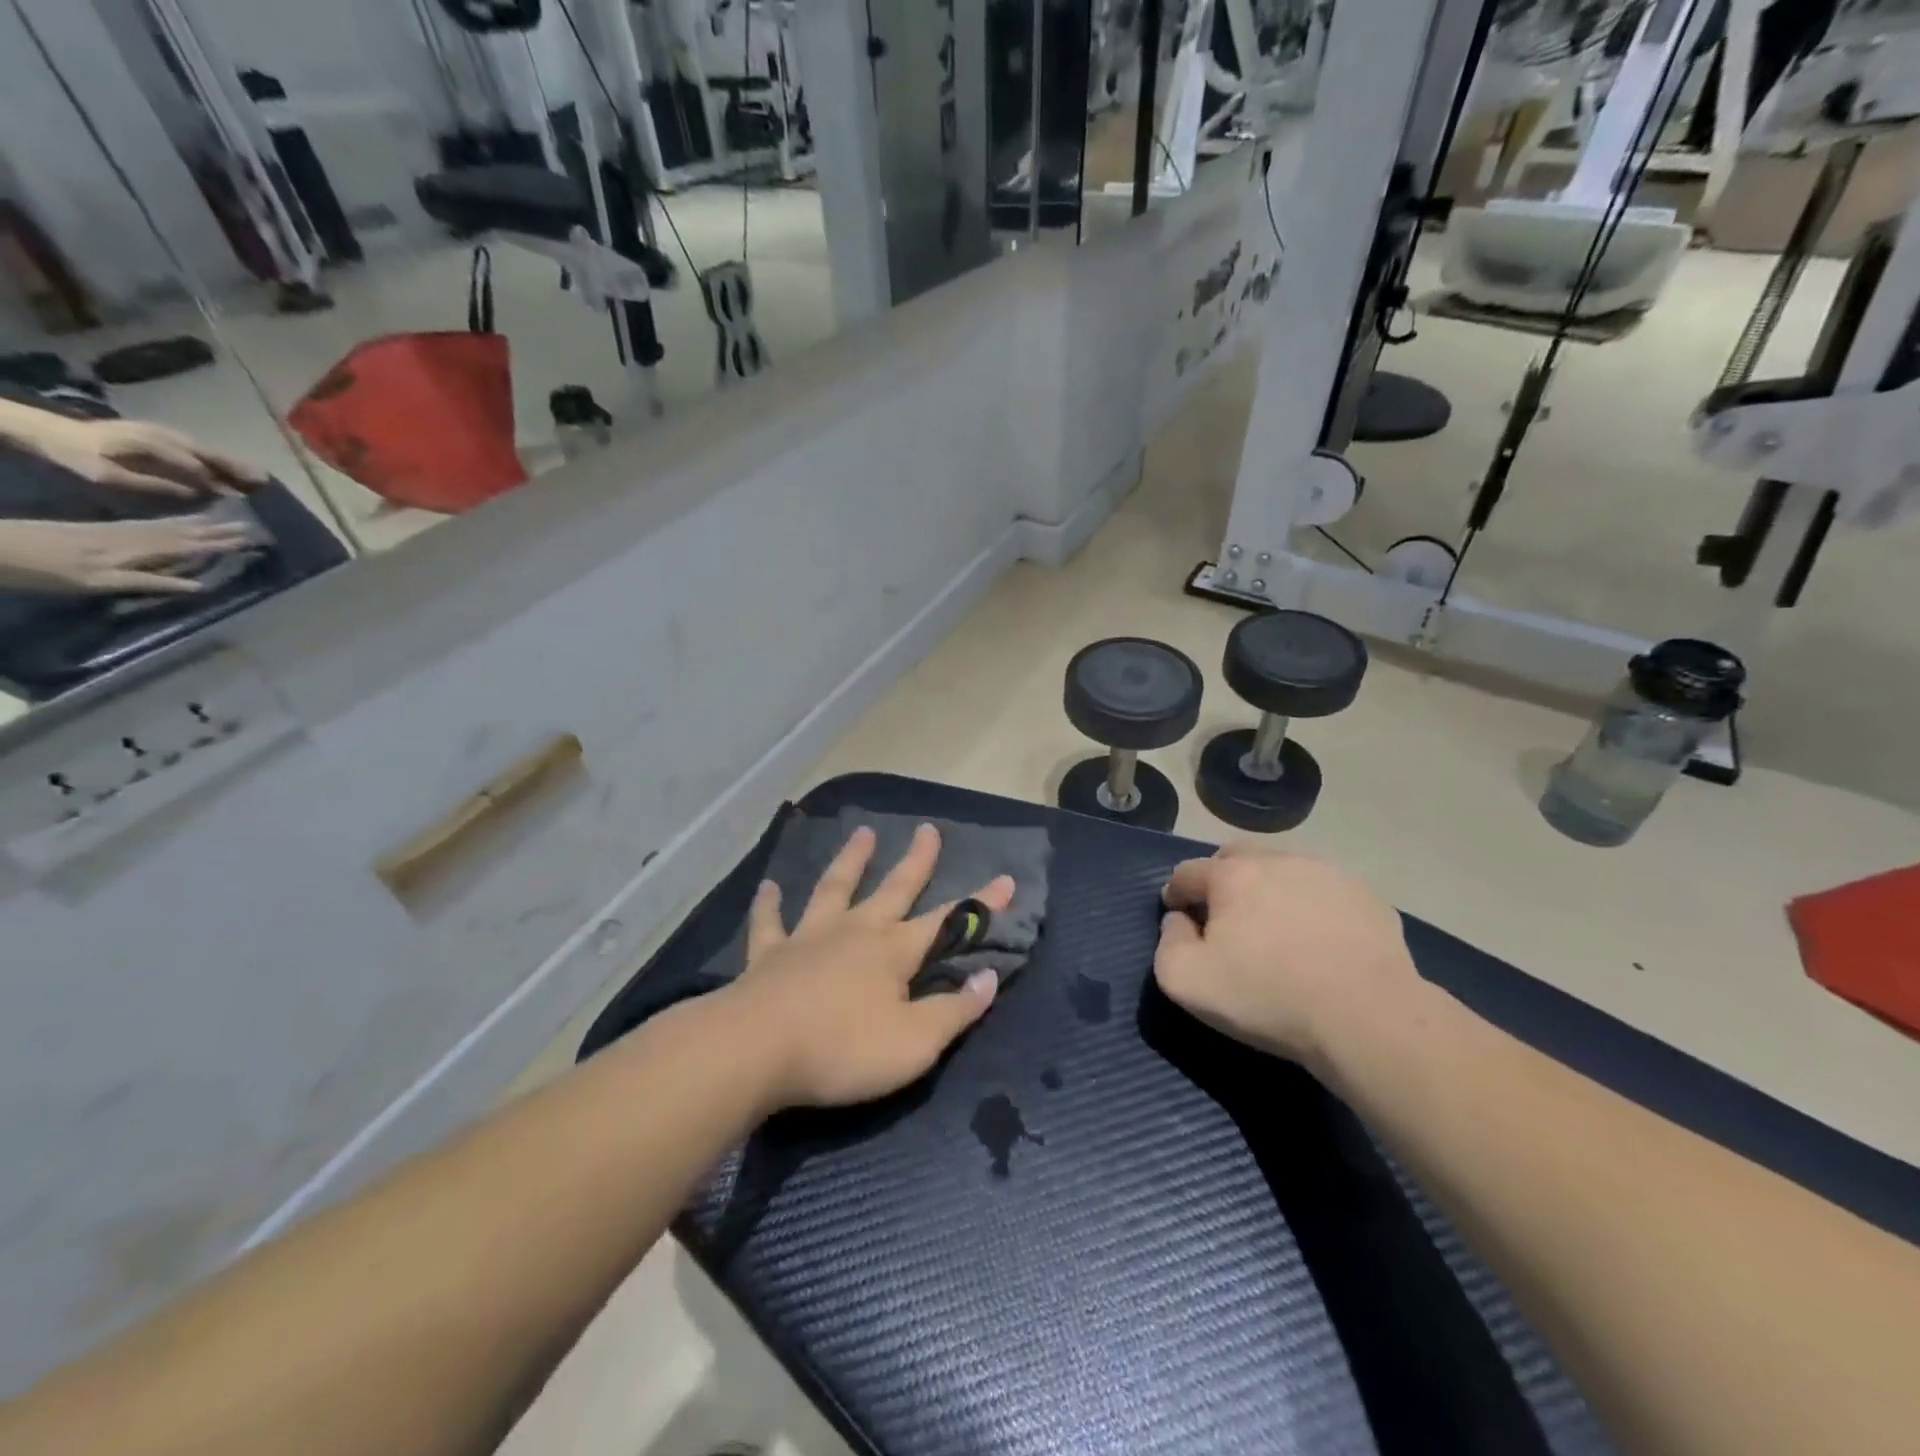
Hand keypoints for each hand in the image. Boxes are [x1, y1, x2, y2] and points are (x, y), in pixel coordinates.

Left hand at [0, 517, 259, 595]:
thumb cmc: (44, 572)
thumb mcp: (99, 583)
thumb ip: (150, 583)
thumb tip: (200, 586)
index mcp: (135, 550)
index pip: (188, 546)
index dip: (221, 543)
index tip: (250, 539)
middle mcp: (130, 537)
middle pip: (182, 533)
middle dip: (216, 531)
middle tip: (249, 527)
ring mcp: (115, 532)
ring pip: (167, 527)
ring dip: (198, 525)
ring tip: (224, 521)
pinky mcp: (102, 530)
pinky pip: (148, 525)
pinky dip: (170, 524)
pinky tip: (179, 523)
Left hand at [26, 415, 267, 498]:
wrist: (53, 431)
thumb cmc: (79, 456)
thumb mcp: (109, 475)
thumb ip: (155, 484)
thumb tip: (197, 492)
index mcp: (153, 444)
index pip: (197, 464)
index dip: (220, 481)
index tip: (241, 498)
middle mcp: (165, 435)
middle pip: (210, 453)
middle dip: (239, 468)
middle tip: (267, 483)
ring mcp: (165, 433)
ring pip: (208, 450)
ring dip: (234, 464)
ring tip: (261, 478)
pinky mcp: (164, 436)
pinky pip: (200, 449)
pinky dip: (220, 460)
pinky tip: (232, 470)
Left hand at [723, 823, 1014, 1109]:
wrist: (756, 1051)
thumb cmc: (842, 1050)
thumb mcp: (914, 1043)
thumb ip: (954, 1011)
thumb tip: (990, 978)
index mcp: (894, 951)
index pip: (947, 922)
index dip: (980, 904)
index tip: (1006, 879)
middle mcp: (855, 931)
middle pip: (893, 888)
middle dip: (915, 861)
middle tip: (928, 829)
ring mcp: (809, 938)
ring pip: (835, 888)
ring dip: (851, 860)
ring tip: (863, 833)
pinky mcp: (769, 955)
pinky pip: (769, 922)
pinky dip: (769, 904)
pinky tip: (768, 886)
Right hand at [1154, 846, 1418, 1070]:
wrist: (1369, 1018)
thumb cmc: (1268, 996)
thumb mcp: (1187, 982)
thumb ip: (1168, 943)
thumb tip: (1178, 922)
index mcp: (1232, 875)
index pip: (1188, 871)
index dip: (1175, 892)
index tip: (1176, 913)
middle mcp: (1277, 860)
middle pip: (1236, 857)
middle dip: (1221, 878)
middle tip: (1223, 913)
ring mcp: (1327, 875)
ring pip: (1284, 869)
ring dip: (1269, 888)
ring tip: (1275, 926)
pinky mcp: (1367, 898)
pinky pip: (1325, 893)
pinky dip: (1312, 907)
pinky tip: (1319, 940)